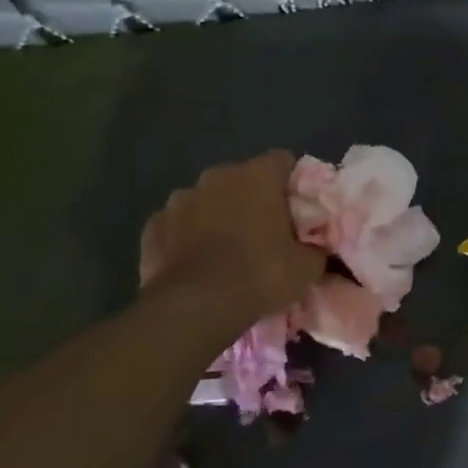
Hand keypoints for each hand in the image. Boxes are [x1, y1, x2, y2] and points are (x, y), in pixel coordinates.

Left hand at [140, 151, 326, 326]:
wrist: (195, 307)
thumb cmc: (260, 275)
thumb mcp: (306, 268)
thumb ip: (315, 249)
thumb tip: (315, 249)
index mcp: (257, 176)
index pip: (284, 161)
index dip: (293, 184)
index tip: (298, 211)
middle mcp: (216, 176)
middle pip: (243, 179)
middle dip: (254, 200)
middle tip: (266, 234)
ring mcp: (179, 199)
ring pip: (208, 200)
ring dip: (218, 216)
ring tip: (227, 252)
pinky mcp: (153, 226)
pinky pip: (179, 225)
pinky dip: (188, 237)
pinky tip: (196, 264)